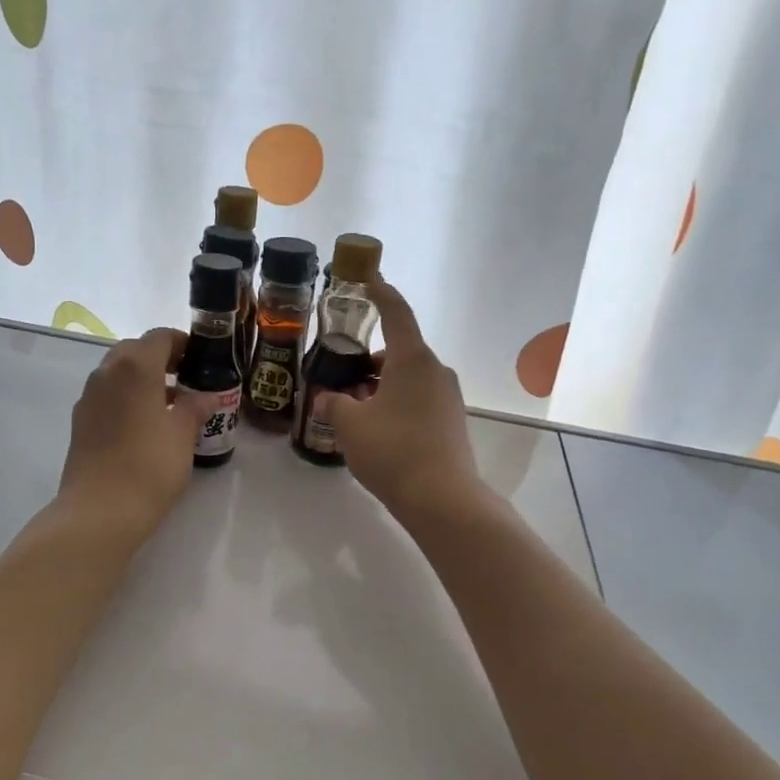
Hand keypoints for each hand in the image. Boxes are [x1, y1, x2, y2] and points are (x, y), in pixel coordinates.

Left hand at [58, 328, 214, 538]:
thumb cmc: (149, 466)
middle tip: (187, 379)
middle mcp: (106, 373)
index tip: (202, 360)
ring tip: (171, 405)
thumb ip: (195, 408)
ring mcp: (88, 398)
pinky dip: (127, 398)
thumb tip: (207, 396)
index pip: (160, 337)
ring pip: (118, 374)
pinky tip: (146, 425)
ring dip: (143, 380)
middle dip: (161, 359)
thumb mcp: (182, 435)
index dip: (183, 343)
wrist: (100, 510)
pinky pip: (107, 396)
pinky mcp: (80, 422)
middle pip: (135, 351)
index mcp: (135, 367)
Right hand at [320, 280, 486, 525]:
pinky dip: (398, 403)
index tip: (367, 280)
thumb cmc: (392, 451)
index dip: (380, 293)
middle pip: (399, 351)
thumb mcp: (349, 425)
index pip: (396, 312)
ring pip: (409, 378)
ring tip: (354, 409)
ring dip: (382, 385)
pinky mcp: (452, 422)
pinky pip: (420, 400)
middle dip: (369, 360)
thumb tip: (327, 397)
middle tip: (341, 376)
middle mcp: (435, 370)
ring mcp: (449, 397)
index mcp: (412, 359)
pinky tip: (378, 430)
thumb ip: (333, 403)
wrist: (442, 498)